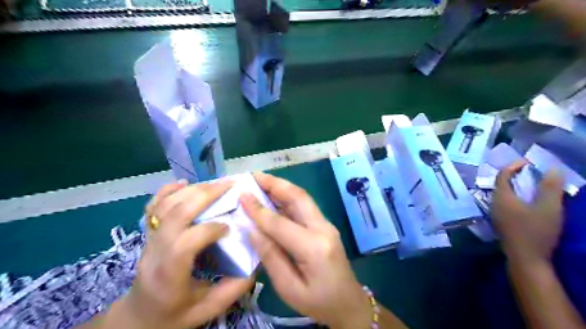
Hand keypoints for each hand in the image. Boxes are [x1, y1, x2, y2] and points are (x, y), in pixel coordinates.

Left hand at [114, 179, 252, 328]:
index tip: (230, 228)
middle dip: (206, 195)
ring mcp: (148, 239)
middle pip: (177, 213)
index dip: (210, 229)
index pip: (186, 242)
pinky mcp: (149, 233)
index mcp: (169, 273)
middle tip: (230, 186)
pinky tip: (184, 183)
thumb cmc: (173, 315)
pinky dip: (168, 190)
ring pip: (167, 205)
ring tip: (217, 184)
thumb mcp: (207, 310)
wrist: (139, 317)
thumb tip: (256, 261)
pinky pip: (153, 206)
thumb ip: (234, 288)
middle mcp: (155, 251)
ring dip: (193, 190)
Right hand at [238, 172, 370, 328]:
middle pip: (298, 197)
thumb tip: (253, 229)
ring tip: (260, 181)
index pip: (281, 223)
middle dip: (274, 183)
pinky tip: (273, 196)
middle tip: (253, 176)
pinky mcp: (325, 225)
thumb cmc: (318, 302)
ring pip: (302, 198)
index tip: (241, 195)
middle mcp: (323, 229)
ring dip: (281, 187)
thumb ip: (270, 257)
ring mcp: (326, 224)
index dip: (258, 209)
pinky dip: (287, 197)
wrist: (348, 303)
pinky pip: (304, 206)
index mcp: (314, 248)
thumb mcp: (289, 288)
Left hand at [491, 161, 564, 265]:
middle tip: (534, 173)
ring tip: (534, 185)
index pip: (502, 175)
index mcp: (501, 197)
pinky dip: (516, 197)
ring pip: (503, 194)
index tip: (529, 162)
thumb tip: (552, 168)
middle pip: (501, 184)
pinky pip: (505, 203)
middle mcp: (494, 203)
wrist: (526, 259)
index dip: (514, 166)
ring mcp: (495, 214)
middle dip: (516, 175)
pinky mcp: (500, 222)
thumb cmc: (536, 232)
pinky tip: (528, 202)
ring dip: (516, 187)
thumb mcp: (548, 208)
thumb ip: (550, 188)